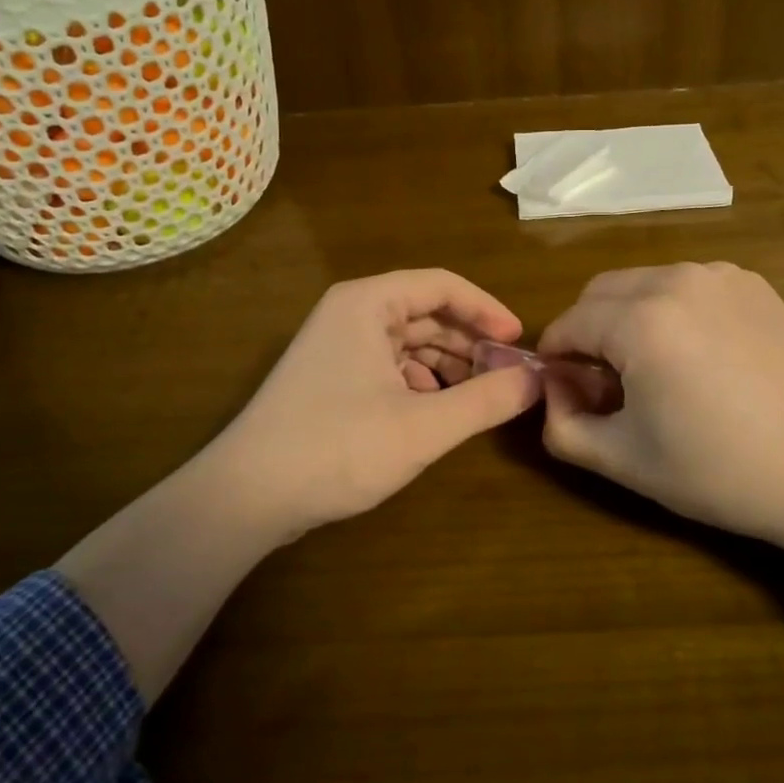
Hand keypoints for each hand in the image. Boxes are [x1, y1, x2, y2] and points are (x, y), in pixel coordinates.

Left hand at [200, 269, 542, 539]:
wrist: (246, 496)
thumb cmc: (337, 448)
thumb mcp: (423, 427)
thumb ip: (486, 400)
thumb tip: (536, 380)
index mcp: (368, 304)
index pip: (442, 285)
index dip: (486, 309)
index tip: (519, 341)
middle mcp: (350, 313)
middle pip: (425, 312)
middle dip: (468, 341)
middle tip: (505, 374)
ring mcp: (335, 345)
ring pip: (408, 341)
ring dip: (446, 364)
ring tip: (477, 396)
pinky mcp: (329, 377)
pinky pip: (388, 365)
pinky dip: (419, 382)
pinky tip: (434, 411)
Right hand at [538, 263, 783, 607]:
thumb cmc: (720, 470)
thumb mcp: (622, 460)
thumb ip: (561, 425)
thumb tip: (552, 390)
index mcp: (640, 320)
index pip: (568, 323)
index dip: (556, 359)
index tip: (568, 393)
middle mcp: (675, 279)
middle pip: (599, 292)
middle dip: (587, 331)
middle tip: (606, 383)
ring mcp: (719, 275)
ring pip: (642, 283)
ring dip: (627, 317)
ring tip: (652, 369)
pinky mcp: (751, 282)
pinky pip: (686, 284)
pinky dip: (671, 310)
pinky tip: (697, 356)